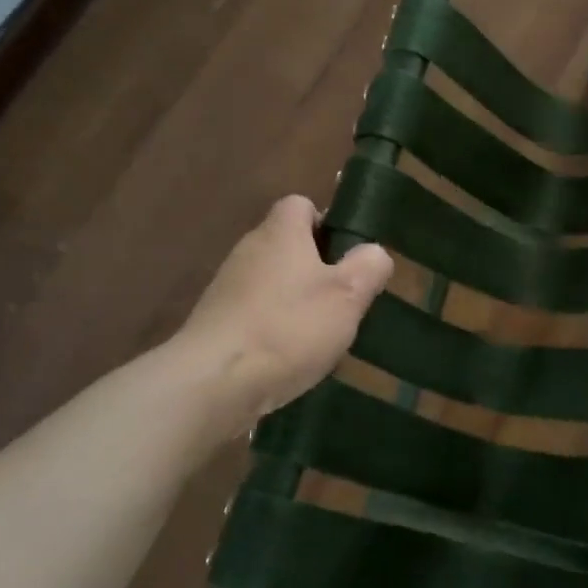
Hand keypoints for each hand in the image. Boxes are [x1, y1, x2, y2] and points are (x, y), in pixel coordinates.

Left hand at [178, 195, 393, 431]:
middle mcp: (249, 250)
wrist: (213, 383)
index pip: (300, 204)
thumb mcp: (348, 295)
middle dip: (316, 269)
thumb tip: (373, 252)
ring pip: (273, 283)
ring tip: (320, 336)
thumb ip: (368, 266)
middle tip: (343, 300)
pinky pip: (255, 314)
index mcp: (280, 233)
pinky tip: (288, 359)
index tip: (346, 255)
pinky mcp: (216, 323)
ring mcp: (227, 288)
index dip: (326, 223)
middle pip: (288, 245)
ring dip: (296, 302)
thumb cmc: (289, 328)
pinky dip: (274, 329)